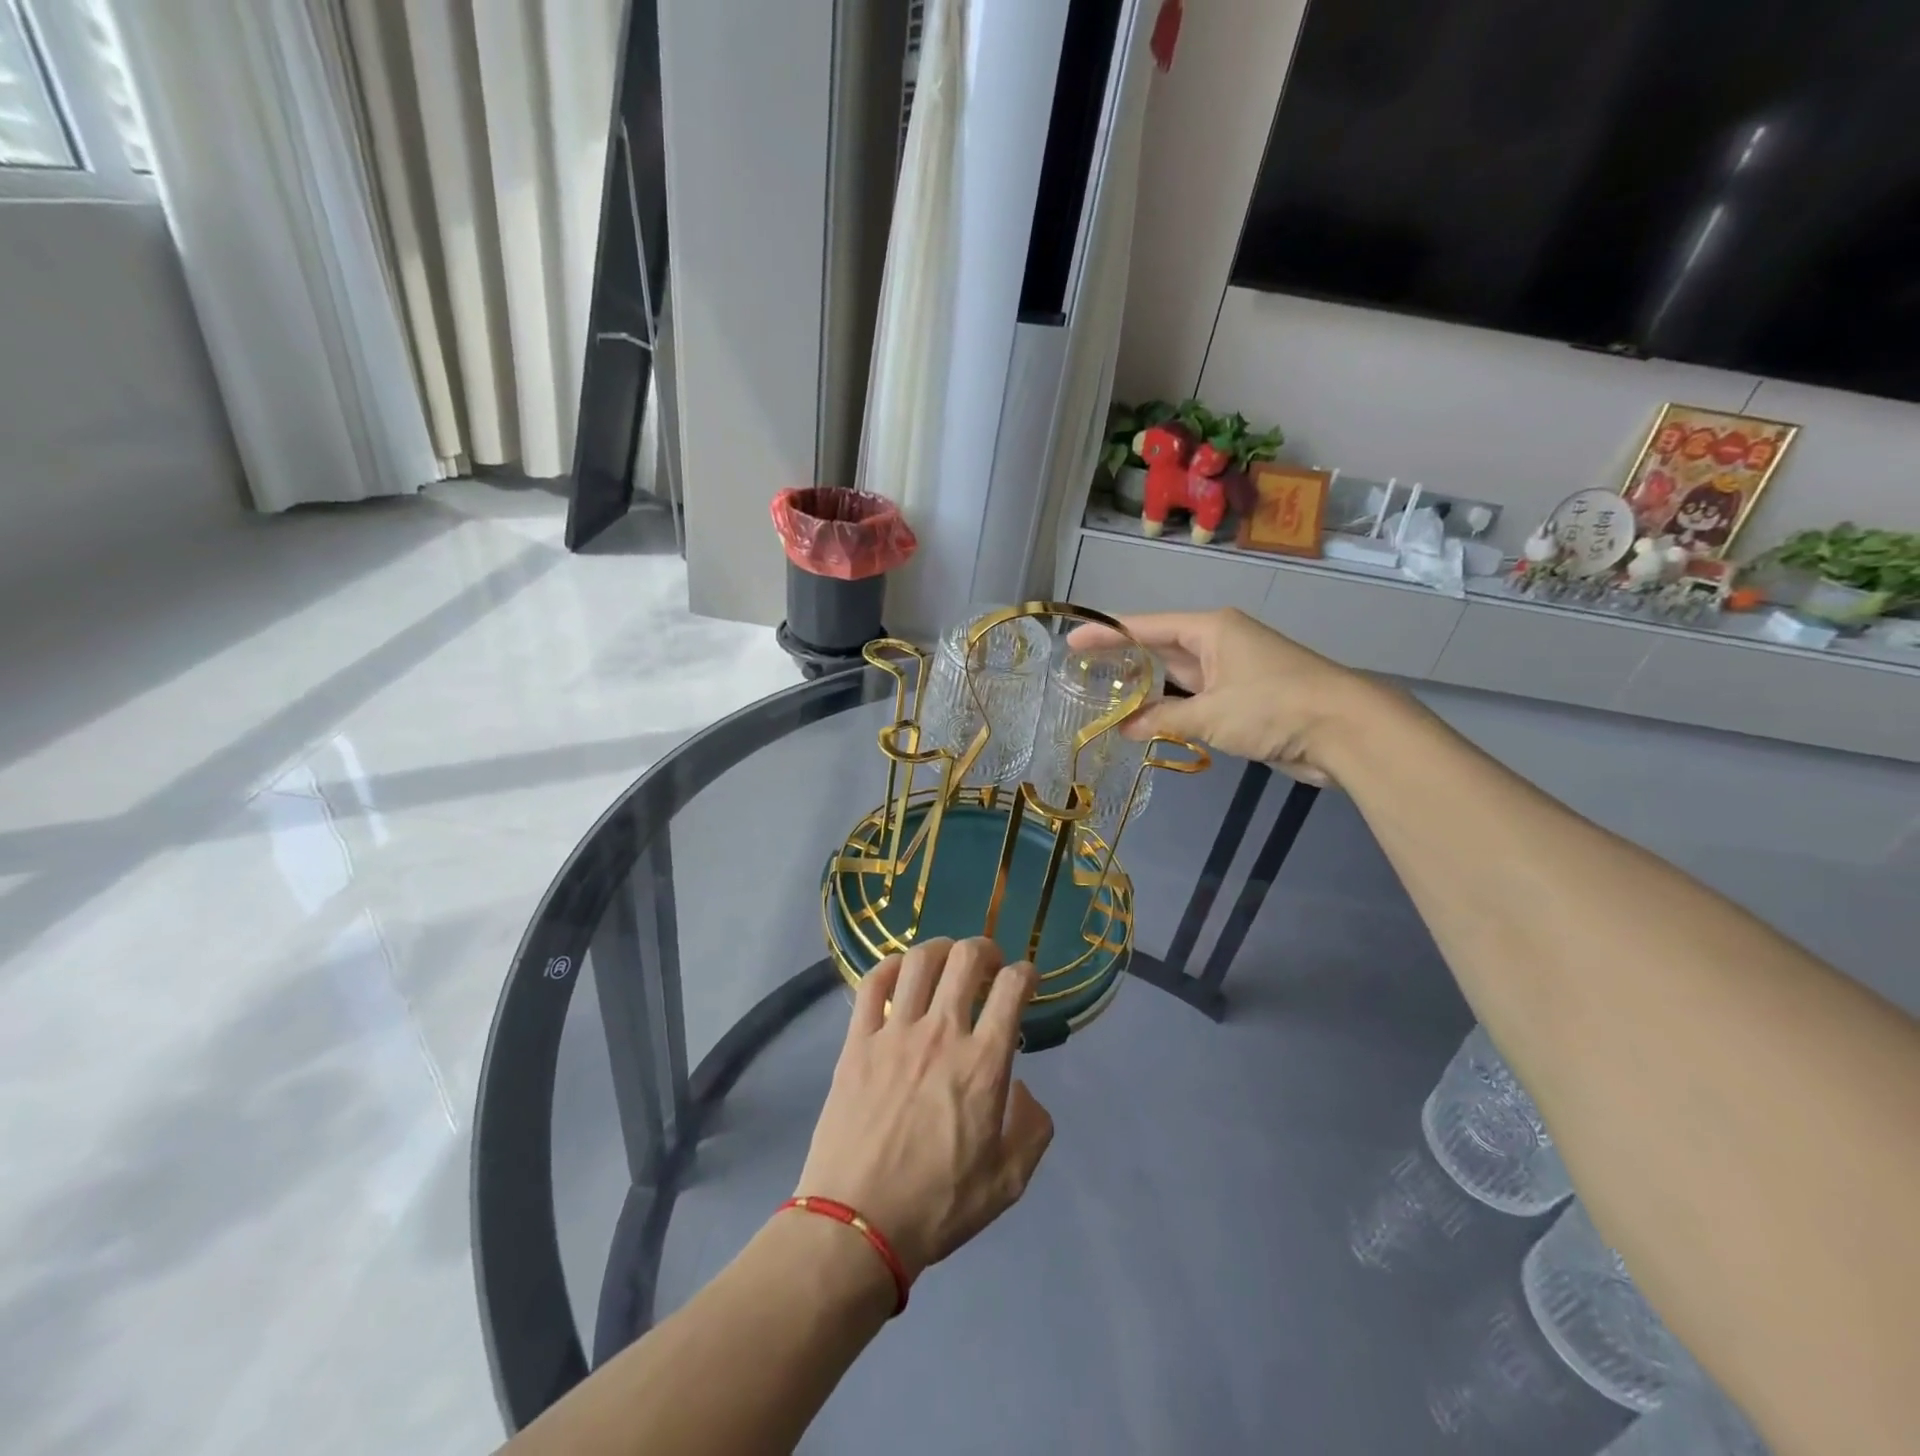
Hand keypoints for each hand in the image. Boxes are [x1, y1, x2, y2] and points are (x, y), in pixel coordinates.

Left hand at [794, 937, 1053, 1282]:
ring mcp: (894, 1033)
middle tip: (989, 964)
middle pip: (966, 959)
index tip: (1026, 980)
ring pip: (919, 961)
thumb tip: (1022, 1089)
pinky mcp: (857, 1041)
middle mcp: (941, 1034)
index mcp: (983, 1063)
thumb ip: (1031, 1129)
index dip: (1026, 973)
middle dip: (985, 949)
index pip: (1012, 988)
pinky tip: (900, 973)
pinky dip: (890, 966)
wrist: (856, 1225)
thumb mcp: (1008, 1182)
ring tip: (947, 959)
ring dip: (941, 949)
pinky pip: (872, 984)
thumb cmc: (937, 1206)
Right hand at [1069, 608, 1381, 784]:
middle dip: (1121, 660)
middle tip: (1080, 672)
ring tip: (1101, 698)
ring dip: (1144, 689)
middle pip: (1158, 647)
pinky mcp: (1242, 699)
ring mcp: (1231, 671)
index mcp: (1210, 629)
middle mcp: (1217, 643)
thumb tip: (1124, 730)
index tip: (1071, 642)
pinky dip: (1169, 709)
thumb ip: (1163, 719)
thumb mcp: (1210, 714)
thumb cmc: (1273, 707)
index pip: (1146, 626)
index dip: (1106, 633)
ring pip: (1176, 676)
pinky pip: (1194, 698)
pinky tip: (1144, 720)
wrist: (1345, 730)